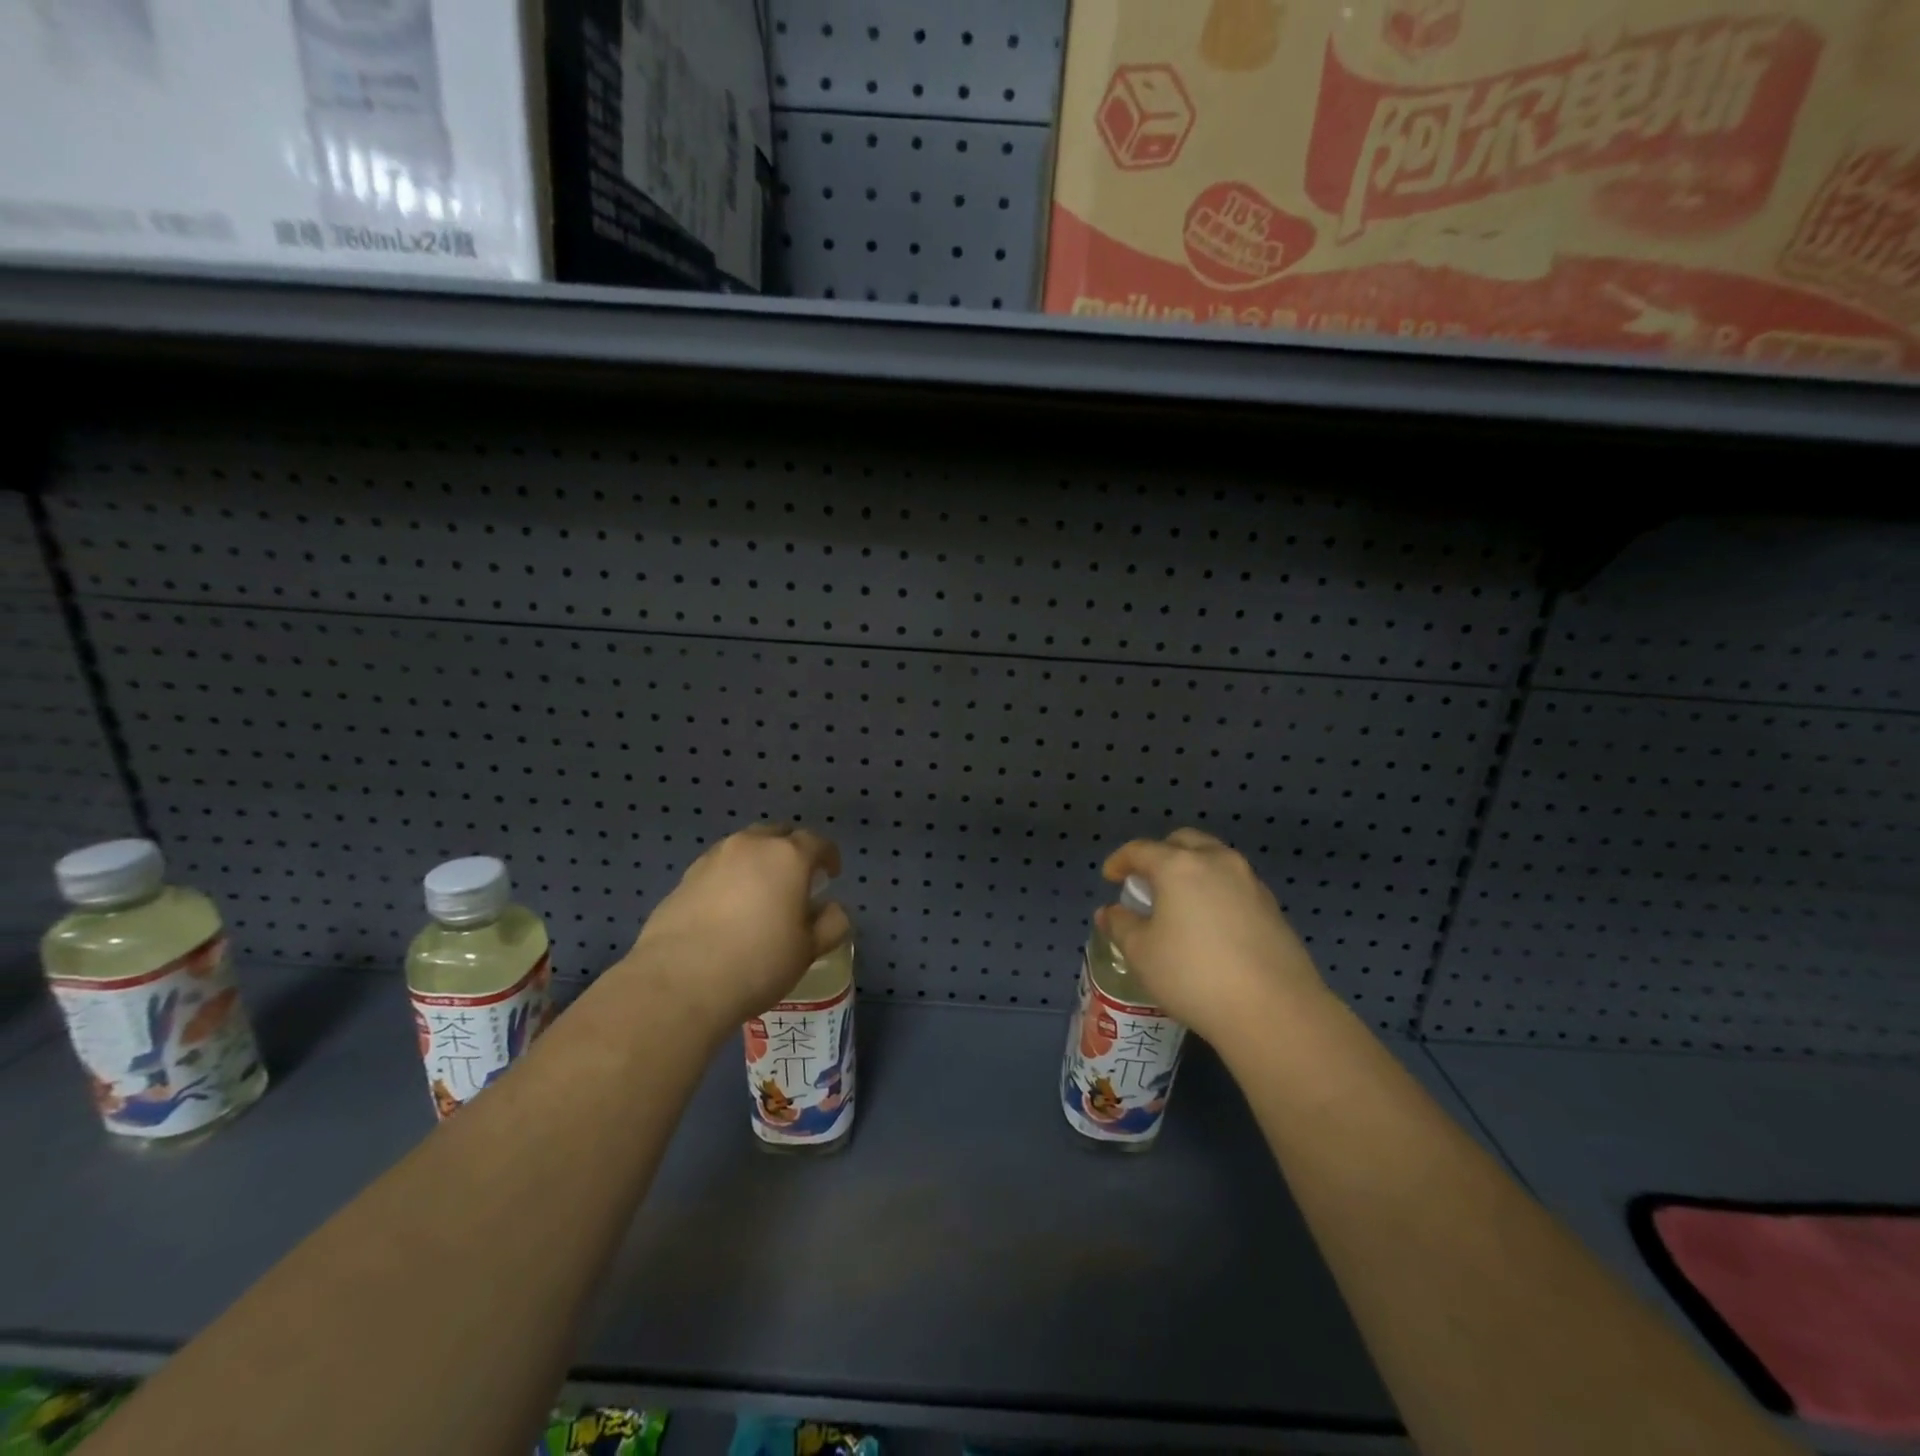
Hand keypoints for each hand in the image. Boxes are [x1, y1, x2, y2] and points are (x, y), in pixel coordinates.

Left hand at [622, 825, 849, 1033]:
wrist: (679, 982)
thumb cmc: (758, 962)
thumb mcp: (808, 950)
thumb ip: (830, 923)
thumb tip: (831, 910)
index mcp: (787, 856)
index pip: (817, 842)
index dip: (828, 856)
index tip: (831, 875)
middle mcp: (750, 846)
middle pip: (777, 835)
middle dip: (790, 851)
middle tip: (795, 880)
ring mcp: (712, 859)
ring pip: (743, 849)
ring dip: (757, 863)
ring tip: (759, 894)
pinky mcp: (684, 879)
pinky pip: (717, 869)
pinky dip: (729, 880)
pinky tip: (727, 910)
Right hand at [1094, 828, 1328, 1046]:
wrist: (1274, 1010)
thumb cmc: (1193, 975)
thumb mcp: (1141, 953)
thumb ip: (1121, 925)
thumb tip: (1110, 912)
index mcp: (1179, 866)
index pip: (1141, 850)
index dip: (1120, 861)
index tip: (1110, 877)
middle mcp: (1217, 862)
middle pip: (1183, 842)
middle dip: (1161, 854)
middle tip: (1147, 882)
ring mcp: (1250, 882)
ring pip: (1214, 859)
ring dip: (1192, 870)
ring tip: (1180, 902)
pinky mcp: (1272, 907)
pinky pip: (1234, 884)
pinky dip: (1216, 891)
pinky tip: (1210, 924)